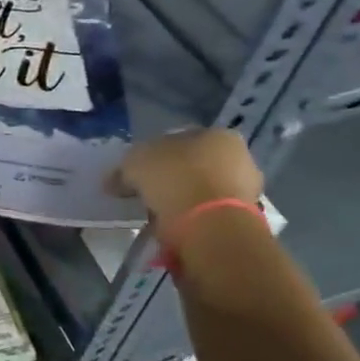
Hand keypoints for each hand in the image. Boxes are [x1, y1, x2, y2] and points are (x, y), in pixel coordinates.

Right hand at [115, 129, 261, 228]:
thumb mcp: (135, 162)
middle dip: (173, 177)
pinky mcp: (245, 219)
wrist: (209, 224)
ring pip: (203, 190)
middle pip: (196, 165)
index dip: (156, 154)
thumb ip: (124, 169)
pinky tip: (173, 226)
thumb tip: (113, 181)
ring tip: (158, 213)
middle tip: (148, 192)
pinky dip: (192, 219)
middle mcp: (240, 157)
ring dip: (183, 200)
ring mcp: (246, 190)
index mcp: (218, 134)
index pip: (182, 139)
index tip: (140, 171)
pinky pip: (209, 214)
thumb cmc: (175, 177)